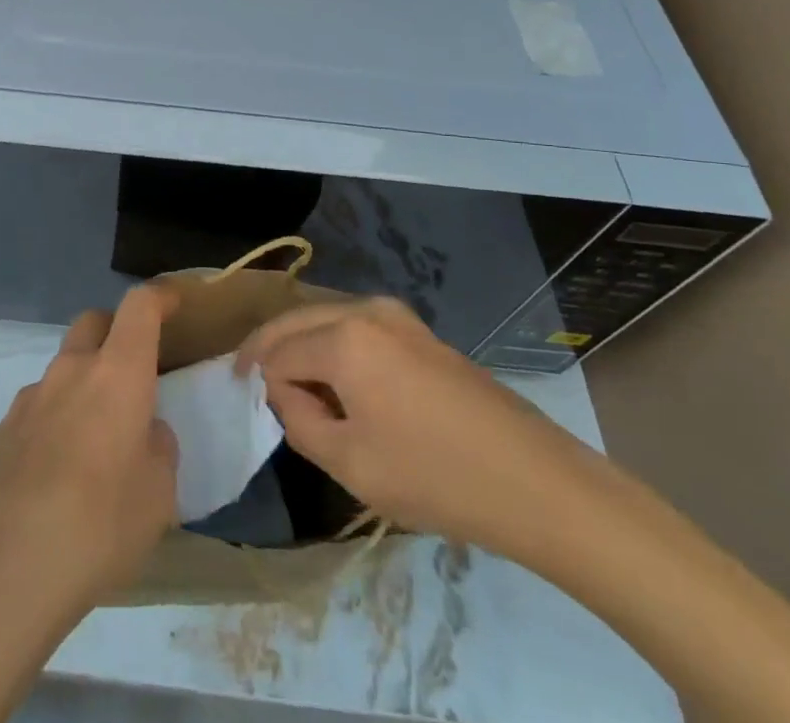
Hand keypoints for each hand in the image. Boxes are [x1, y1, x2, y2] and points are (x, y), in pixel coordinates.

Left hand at [0, 284, 180, 624]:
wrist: (3, 573)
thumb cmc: (99, 527)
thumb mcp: (158, 496)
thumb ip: (158, 449)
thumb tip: (144, 432)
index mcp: (116, 374)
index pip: (139, 307)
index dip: (159, 297)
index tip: (173, 303)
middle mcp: (70, 372)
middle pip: (92, 322)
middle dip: (114, 332)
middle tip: (131, 372)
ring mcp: (28, 400)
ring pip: (62, 370)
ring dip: (81, 386)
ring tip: (93, 444)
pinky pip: (36, 411)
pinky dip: (53, 424)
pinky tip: (55, 478)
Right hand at [237, 297, 598, 557]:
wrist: (533, 480)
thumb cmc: (434, 476)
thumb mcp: (350, 464)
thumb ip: (299, 421)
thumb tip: (282, 392)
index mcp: (342, 336)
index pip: (278, 353)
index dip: (262, 385)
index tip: (260, 415)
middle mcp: (364, 309)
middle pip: (296, 321)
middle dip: (272, 351)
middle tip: (256, 388)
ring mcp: (396, 315)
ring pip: (325, 320)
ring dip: (304, 348)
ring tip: (301, 393)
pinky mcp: (418, 330)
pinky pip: (356, 327)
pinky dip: (335, 347)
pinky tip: (343, 386)